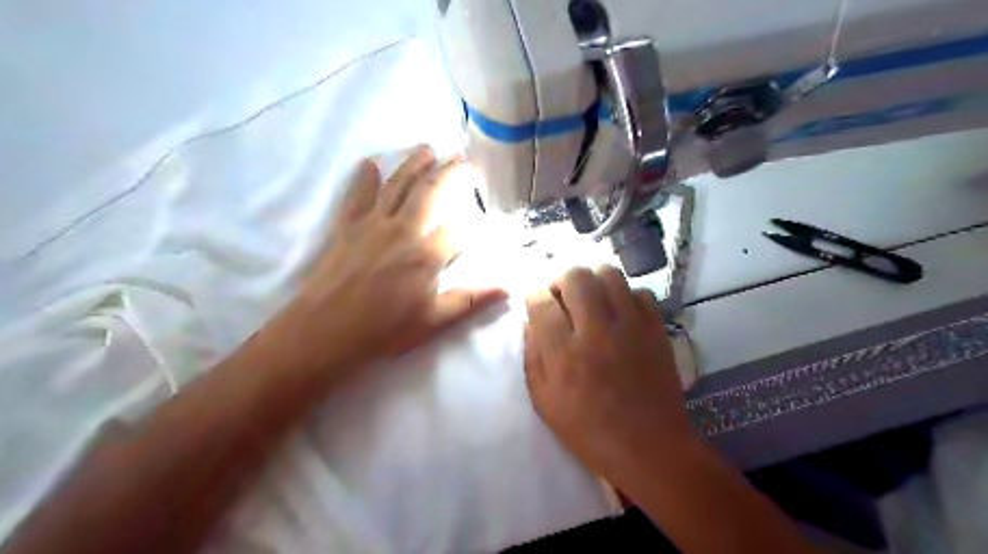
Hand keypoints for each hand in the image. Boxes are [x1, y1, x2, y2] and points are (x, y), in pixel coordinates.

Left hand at [262, 148, 503, 386]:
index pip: (461, 230)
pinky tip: (369, 163)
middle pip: (431, 192)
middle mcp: (404, 230)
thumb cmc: (384, 330)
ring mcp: (373, 224)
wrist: (326, 331)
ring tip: (427, 149)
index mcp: (427, 255)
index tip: (486, 220)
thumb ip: (472, 300)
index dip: (476, 224)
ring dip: (414, 164)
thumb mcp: (434, 321)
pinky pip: (357, 195)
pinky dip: (363, 178)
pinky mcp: (348, 226)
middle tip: (462, 157)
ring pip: (398, 185)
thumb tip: (509, 288)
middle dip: (450, 172)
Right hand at [524, 267, 692, 486]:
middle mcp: (596, 331)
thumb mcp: (545, 402)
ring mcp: (631, 326)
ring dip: (593, 281)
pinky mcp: (656, 329)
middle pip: (576, 276)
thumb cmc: (590, 432)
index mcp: (564, 354)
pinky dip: (626, 296)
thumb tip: (531, 322)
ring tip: (591, 299)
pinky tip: (620, 314)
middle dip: (561, 280)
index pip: (541, 301)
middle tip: (562, 297)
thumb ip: (533, 358)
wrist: (650, 448)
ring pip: (609, 274)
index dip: (534, 296)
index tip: (536, 303)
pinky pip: (640, 292)